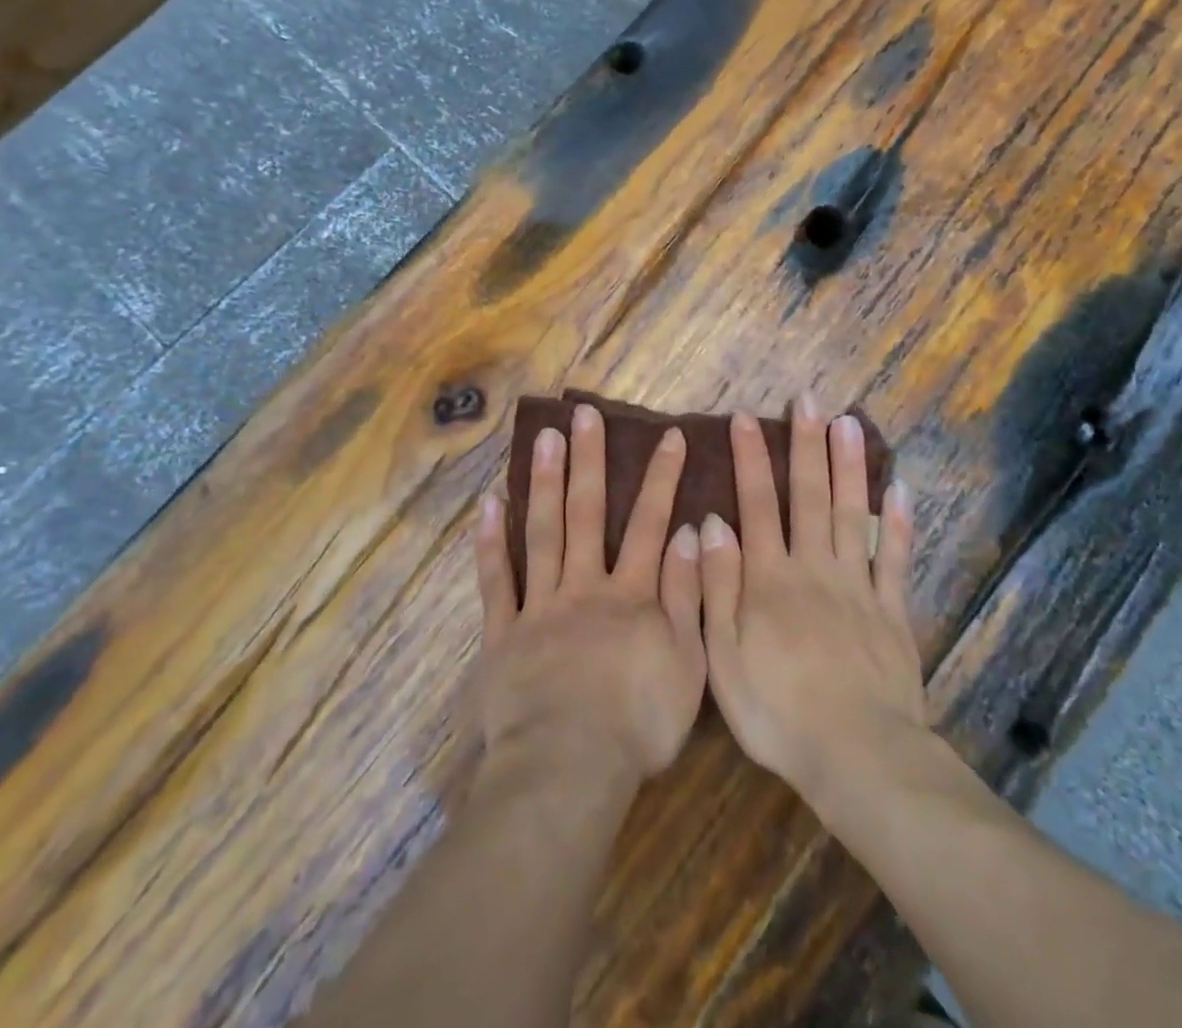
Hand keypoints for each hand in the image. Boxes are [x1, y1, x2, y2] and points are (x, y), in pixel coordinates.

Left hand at [471, 403, 706, 792]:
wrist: (569, 767)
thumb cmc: (638, 723)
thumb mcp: (687, 663)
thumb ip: (686, 595)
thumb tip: (691, 533)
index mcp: (630, 595)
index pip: (649, 524)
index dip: (661, 478)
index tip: (668, 435)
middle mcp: (584, 586)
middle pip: (586, 513)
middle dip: (589, 460)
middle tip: (584, 414)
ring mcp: (540, 605)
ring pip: (542, 532)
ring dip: (544, 482)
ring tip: (543, 437)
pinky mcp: (504, 632)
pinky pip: (496, 579)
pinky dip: (491, 541)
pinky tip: (490, 502)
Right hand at [700, 396, 926, 816]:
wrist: (857, 757)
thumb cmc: (777, 710)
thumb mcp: (723, 654)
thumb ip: (717, 585)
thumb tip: (712, 522)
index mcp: (769, 578)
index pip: (757, 503)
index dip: (750, 458)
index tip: (746, 418)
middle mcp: (814, 567)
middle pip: (809, 496)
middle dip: (806, 445)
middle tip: (808, 400)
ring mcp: (858, 586)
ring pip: (853, 513)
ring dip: (849, 465)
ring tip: (849, 422)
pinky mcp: (893, 611)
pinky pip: (897, 558)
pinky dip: (900, 522)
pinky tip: (900, 488)